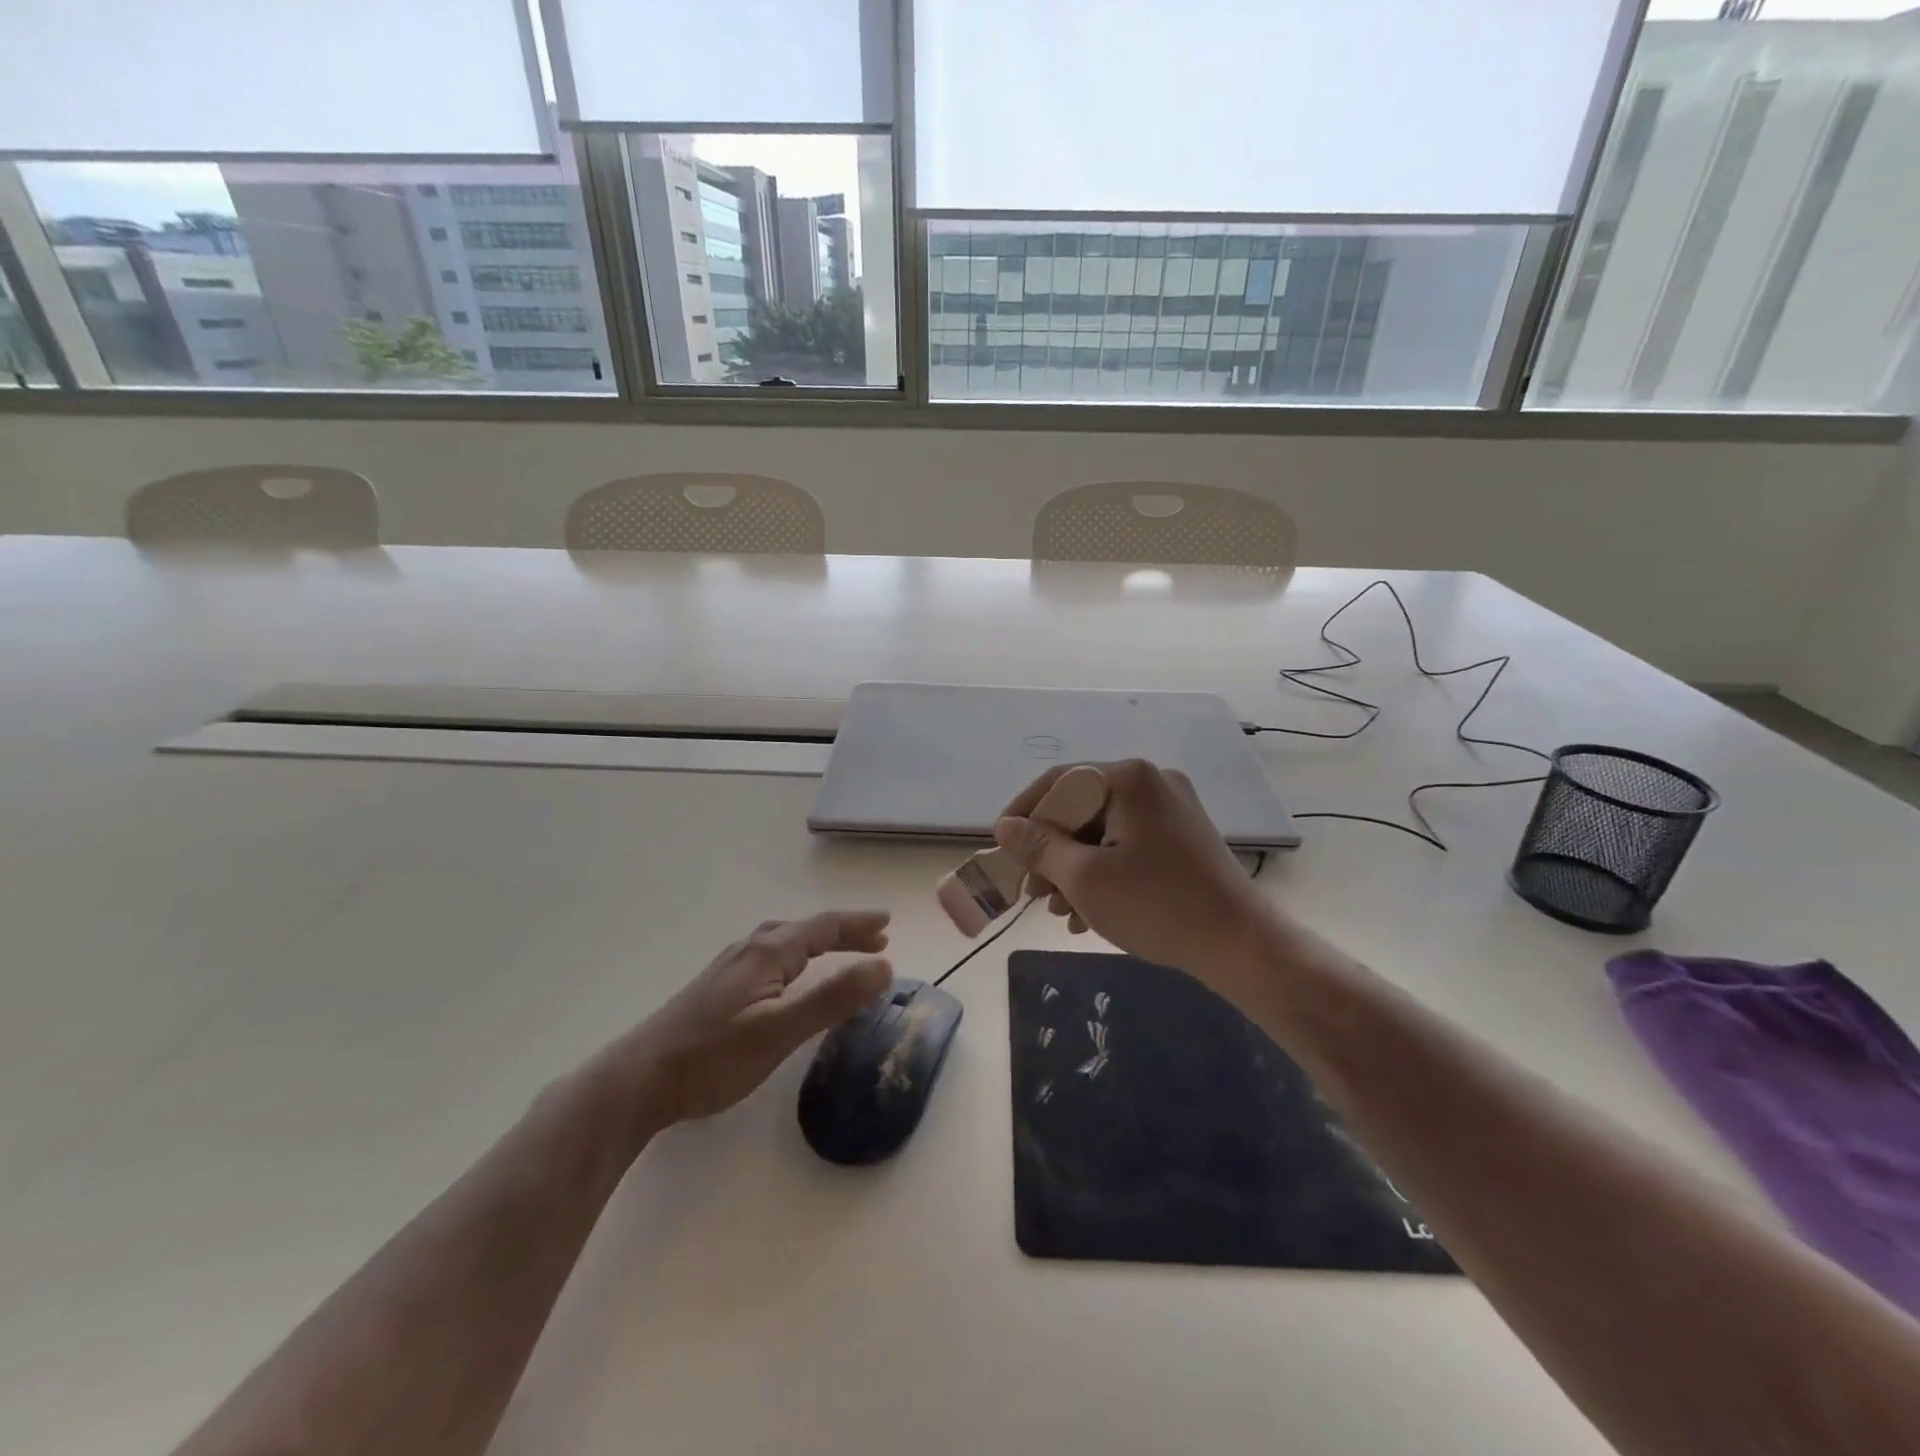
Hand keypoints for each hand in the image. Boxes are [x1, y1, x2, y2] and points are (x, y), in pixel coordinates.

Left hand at [604, 911, 893, 1129]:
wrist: (638, 1080)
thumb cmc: (714, 1056)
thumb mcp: (781, 1030)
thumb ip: (833, 998)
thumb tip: (884, 967)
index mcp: (768, 953)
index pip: (823, 927)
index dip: (858, 924)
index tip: (888, 923)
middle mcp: (749, 951)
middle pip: (804, 930)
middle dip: (842, 932)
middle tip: (875, 940)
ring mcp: (729, 969)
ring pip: (783, 942)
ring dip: (817, 943)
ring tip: (838, 953)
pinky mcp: (716, 990)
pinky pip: (769, 958)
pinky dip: (795, 957)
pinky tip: (787, 979)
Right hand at [994, 760, 1268, 984]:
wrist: (1242, 945)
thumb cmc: (1156, 905)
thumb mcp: (1085, 878)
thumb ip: (1039, 847)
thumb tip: (1004, 827)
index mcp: (1129, 779)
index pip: (1059, 782)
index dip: (1023, 813)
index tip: (1000, 846)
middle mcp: (1152, 783)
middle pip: (1082, 808)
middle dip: (1051, 853)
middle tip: (1032, 892)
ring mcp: (1172, 810)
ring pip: (1104, 831)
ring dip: (1074, 870)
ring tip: (1059, 913)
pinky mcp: (1183, 838)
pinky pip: (1128, 845)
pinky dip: (1104, 873)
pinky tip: (1089, 915)